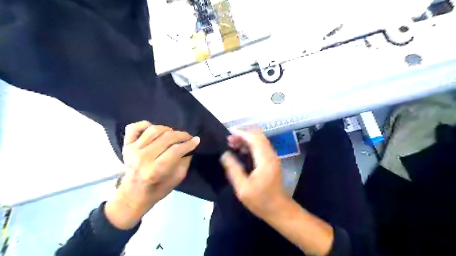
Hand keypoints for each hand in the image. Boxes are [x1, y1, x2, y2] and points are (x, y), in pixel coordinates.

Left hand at [107, 121, 200, 228]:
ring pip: (154, 130)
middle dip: (181, 135)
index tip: (197, 140)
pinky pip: (134, 127)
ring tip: (173, 134)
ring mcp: (132, 150)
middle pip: (166, 138)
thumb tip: (189, 148)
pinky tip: (154, 129)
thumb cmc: (157, 190)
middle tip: (188, 137)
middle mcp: (142, 158)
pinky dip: (145, 124)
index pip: (175, 151)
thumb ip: (184, 163)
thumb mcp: (176, 180)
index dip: (188, 144)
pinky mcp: (126, 145)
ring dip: (168, 129)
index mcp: (154, 171)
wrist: (132, 194)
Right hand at [221, 131, 287, 218]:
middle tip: (229, 141)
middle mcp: (271, 155)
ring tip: (232, 144)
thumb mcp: (243, 188)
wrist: (279, 210)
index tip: (228, 134)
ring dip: (246, 139)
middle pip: (258, 136)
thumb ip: (233, 169)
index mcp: (265, 160)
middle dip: (243, 135)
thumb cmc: (261, 201)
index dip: (241, 133)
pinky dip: (250, 145)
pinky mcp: (271, 161)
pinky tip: (241, 151)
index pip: (254, 138)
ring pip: (260, 140)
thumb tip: (224, 154)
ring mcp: (272, 157)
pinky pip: (261, 147)